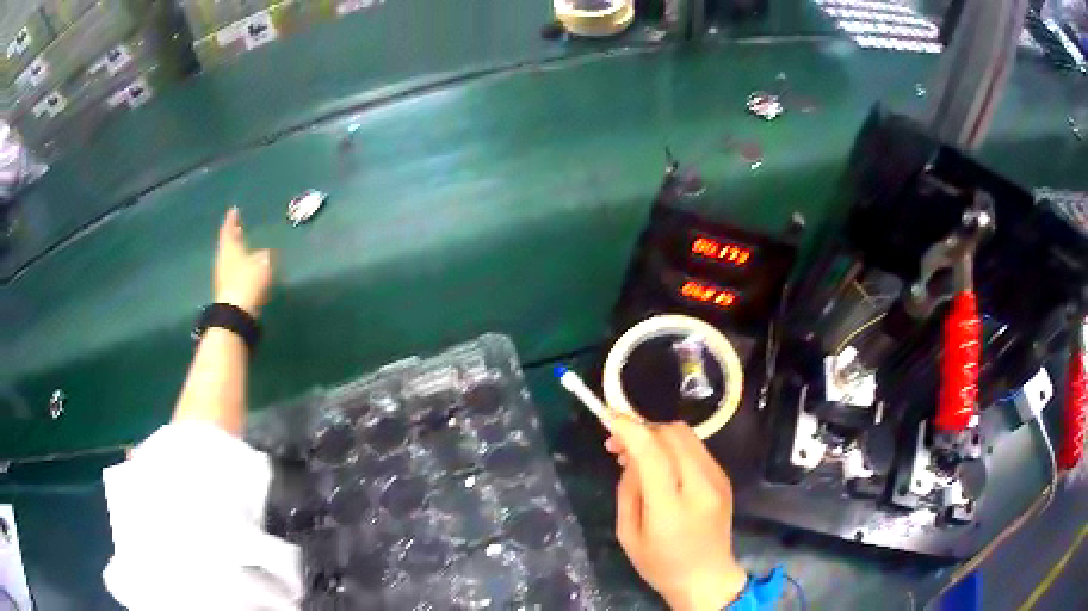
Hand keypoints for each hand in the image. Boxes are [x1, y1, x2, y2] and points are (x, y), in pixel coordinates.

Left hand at [214, 208, 272, 316]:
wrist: (236, 313)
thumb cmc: (248, 281)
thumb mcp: (263, 263)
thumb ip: (264, 255)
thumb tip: (265, 254)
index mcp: (230, 248)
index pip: (229, 230)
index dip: (232, 220)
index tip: (233, 210)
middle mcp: (224, 260)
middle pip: (228, 245)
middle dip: (233, 236)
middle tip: (237, 228)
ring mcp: (224, 277)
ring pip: (230, 259)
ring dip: (237, 253)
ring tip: (244, 248)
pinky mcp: (228, 291)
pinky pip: (235, 273)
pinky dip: (240, 268)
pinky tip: (247, 270)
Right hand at [606, 418, 746, 610]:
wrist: (707, 578)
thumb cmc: (660, 565)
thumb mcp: (628, 534)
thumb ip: (628, 491)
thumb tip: (630, 457)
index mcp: (672, 508)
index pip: (653, 454)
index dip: (630, 430)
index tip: (608, 418)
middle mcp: (701, 486)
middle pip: (672, 434)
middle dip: (642, 430)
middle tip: (617, 446)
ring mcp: (717, 479)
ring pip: (686, 435)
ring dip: (658, 436)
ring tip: (637, 455)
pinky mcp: (723, 478)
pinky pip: (695, 448)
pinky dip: (673, 446)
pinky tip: (661, 465)